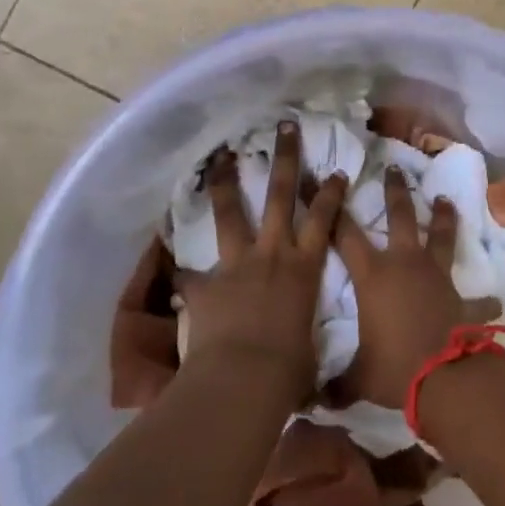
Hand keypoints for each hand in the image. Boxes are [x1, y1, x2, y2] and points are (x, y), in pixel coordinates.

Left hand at [178, 122, 347, 404]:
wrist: (243, 379)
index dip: (330, 193)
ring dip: (225, 182)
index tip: (335, 171)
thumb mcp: (308, 353)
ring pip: (230, 212)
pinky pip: (188, 272)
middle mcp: (272, 254)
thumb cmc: (289, 369)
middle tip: (284, 127)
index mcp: (304, 268)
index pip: (323, 219)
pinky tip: (169, 260)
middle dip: (284, 158)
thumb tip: (306, 365)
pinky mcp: (205, 284)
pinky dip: (181, 269)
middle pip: (279, 195)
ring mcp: (236, 264)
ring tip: (221, 155)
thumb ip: (303, 342)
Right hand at [332, 167, 501, 408]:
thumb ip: (336, 385)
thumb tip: (314, 403)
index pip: (343, 234)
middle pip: (398, 217)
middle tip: (392, 167)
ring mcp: (437, 277)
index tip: (320, 178)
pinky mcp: (462, 297)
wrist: (445, 379)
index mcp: (373, 275)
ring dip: (442, 218)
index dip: (328, 207)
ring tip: (445, 199)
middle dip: (394, 191)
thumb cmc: (393, 368)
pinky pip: (476, 297)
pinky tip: (495, 301)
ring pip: (440, 237)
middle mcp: (405, 265)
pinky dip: (484, 300)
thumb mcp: (357, 378)